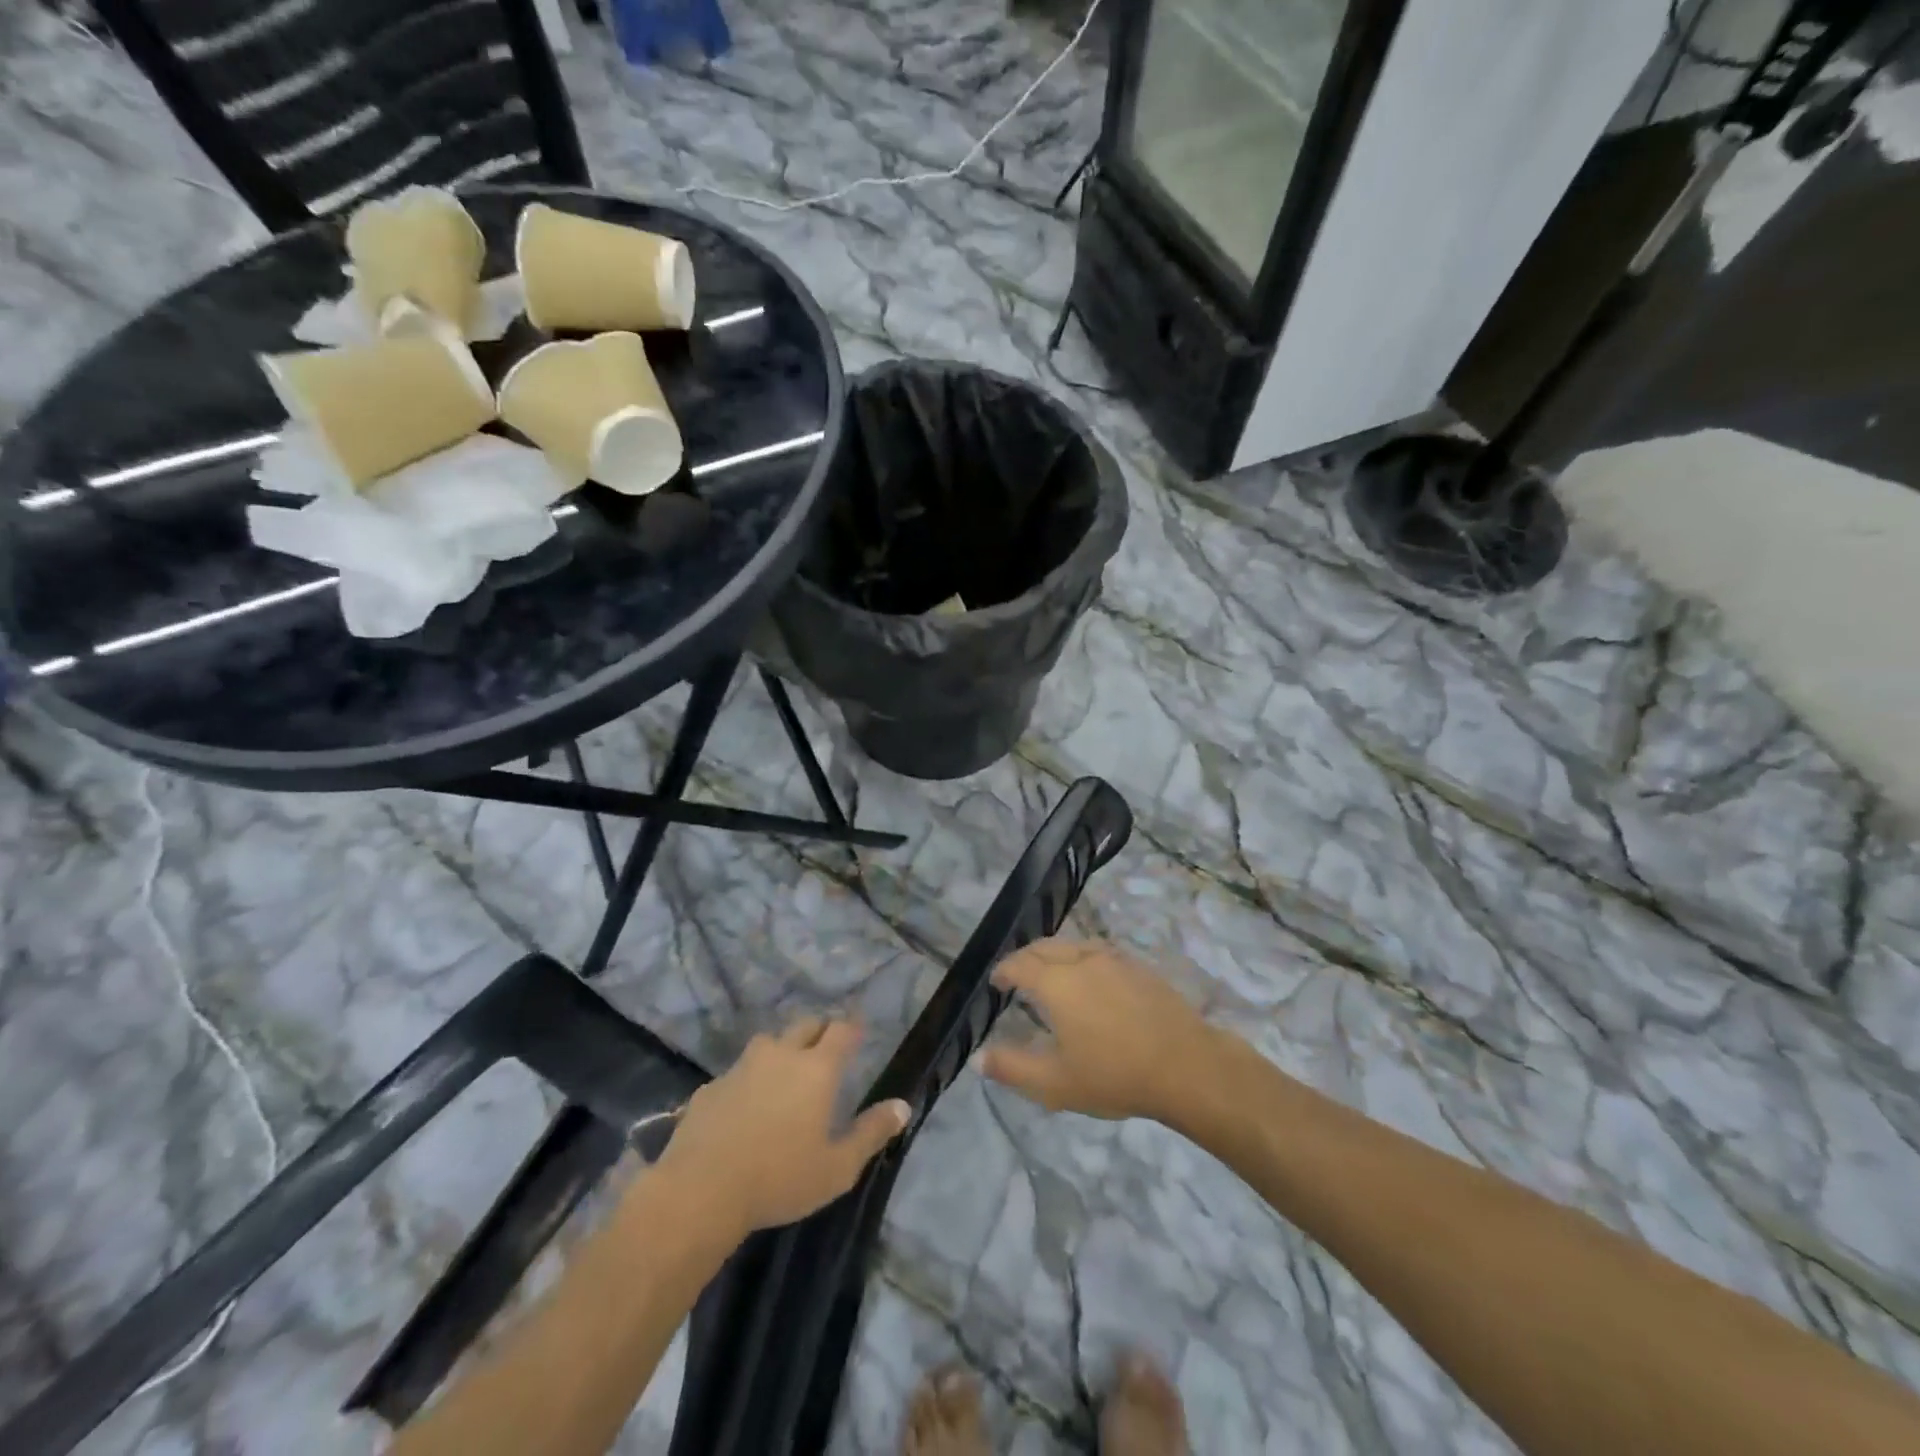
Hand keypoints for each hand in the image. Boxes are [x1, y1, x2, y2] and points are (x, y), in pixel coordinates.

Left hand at [652, 1017, 909, 1240]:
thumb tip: (903, 1106)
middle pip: (805, 1025)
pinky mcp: (711, 1087)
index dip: (852, 1028)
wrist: (700, 1191)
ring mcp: (742, 1067)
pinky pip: (737, 1072)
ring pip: (768, 1043)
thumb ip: (872, 1133)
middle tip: (825, 1049)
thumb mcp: (837, 1167)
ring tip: (785, 1073)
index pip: (841, 1030)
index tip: (859, 1031)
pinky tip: (744, 1106)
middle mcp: (781, 1055)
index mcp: (816, 1069)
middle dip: (819, 1030)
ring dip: (781, 1050)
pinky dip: (747, 1080)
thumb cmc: (780, 1178)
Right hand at [977, 938, 1217, 1122]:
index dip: (1003, 970)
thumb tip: (978, 1058)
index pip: (1019, 964)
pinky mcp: (1138, 966)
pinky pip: (1098, 951)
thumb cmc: (1115, 1075)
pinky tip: (1090, 979)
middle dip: (1025, 958)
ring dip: (1054, 955)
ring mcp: (1114, 959)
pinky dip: (1081, 958)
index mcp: (1056, 982)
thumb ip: (1012, 1068)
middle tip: (1017, 976)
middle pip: (1044, 947)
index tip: (996, 982)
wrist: (1186, 1066)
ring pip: (1073, 945)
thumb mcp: (1055, 1083)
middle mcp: (1081, 959)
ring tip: (1051, 975)